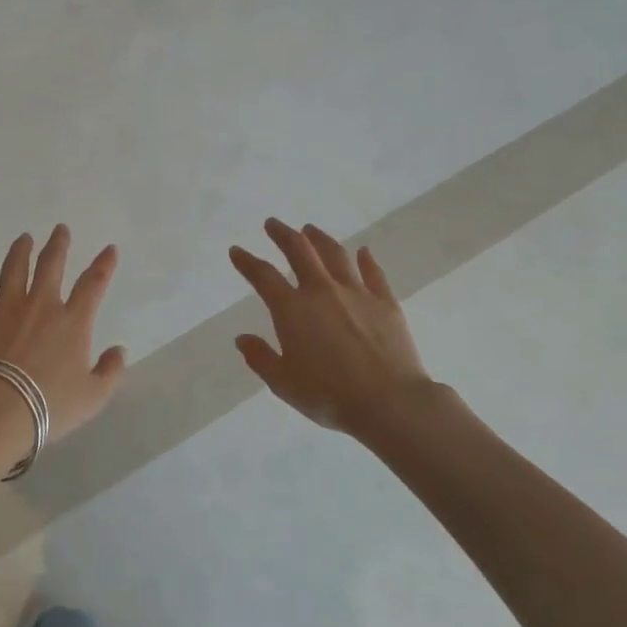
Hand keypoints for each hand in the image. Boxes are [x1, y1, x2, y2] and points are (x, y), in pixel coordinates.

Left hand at [0, 226, 127, 478]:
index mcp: (72, 322)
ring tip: (24, 238)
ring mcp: (7, 306)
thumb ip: (110, 372)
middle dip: (58, 244)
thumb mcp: (93, 397)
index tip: (109, 249)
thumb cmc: (49, 406)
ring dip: (21, 250)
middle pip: (51, 265)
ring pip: (15, 268)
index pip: (93, 284)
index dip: (103, 264)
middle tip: (60, 229)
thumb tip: (119, 351)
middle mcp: (41, 305)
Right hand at [230, 219, 456, 437]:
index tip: (236, 250)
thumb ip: (260, 358)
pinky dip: (366, 260)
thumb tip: (242, 339)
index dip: (246, 261)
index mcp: (292, 309)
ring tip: (310, 229)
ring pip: (335, 254)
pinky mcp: (385, 302)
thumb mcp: (283, 383)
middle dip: (283, 234)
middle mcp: (322, 291)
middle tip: (273, 224)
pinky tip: (363, 252)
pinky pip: (373, 273)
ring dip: (320, 239)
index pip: (263, 276)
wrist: (389, 402)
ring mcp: (356, 293)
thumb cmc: (329, 396)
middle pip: (299, 251)